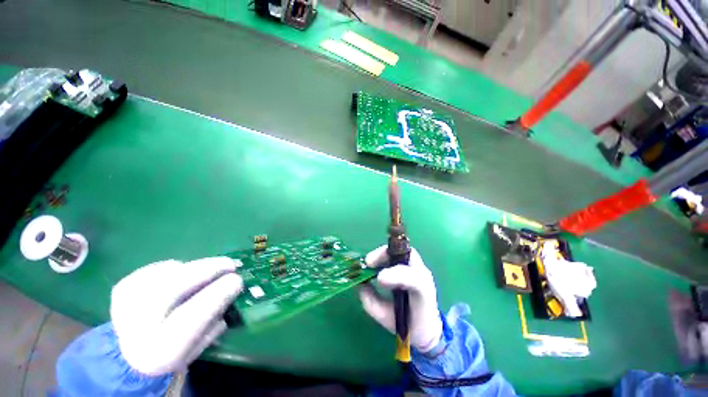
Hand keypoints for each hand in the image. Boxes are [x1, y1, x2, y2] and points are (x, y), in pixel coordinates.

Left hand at [110, 257, 242, 375]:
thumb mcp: (197, 347)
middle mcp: (136, 327)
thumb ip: (214, 322)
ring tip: (209, 271)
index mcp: (158, 350)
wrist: (126, 354)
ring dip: (195, 268)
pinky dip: (178, 267)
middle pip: (175, 287)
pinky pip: (158, 268)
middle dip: (208, 270)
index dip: (217, 294)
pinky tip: (183, 275)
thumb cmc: (171, 354)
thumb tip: (232, 291)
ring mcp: (125, 303)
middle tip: (230, 264)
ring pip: (167, 273)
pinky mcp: (123, 287)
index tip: (237, 280)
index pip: (191, 316)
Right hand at [358, 245, 442, 352]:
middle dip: (385, 255)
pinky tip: (375, 264)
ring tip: (369, 263)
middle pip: (406, 254)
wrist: (428, 328)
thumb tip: (358, 283)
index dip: (396, 275)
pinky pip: (398, 254)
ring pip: (401, 251)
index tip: (378, 279)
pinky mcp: (413, 265)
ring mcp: (419, 267)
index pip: (414, 278)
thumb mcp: (385, 318)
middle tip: (368, 263)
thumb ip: (370, 301)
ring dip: (383, 254)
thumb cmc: (408, 326)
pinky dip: (385, 256)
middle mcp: (423, 274)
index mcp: (423, 292)